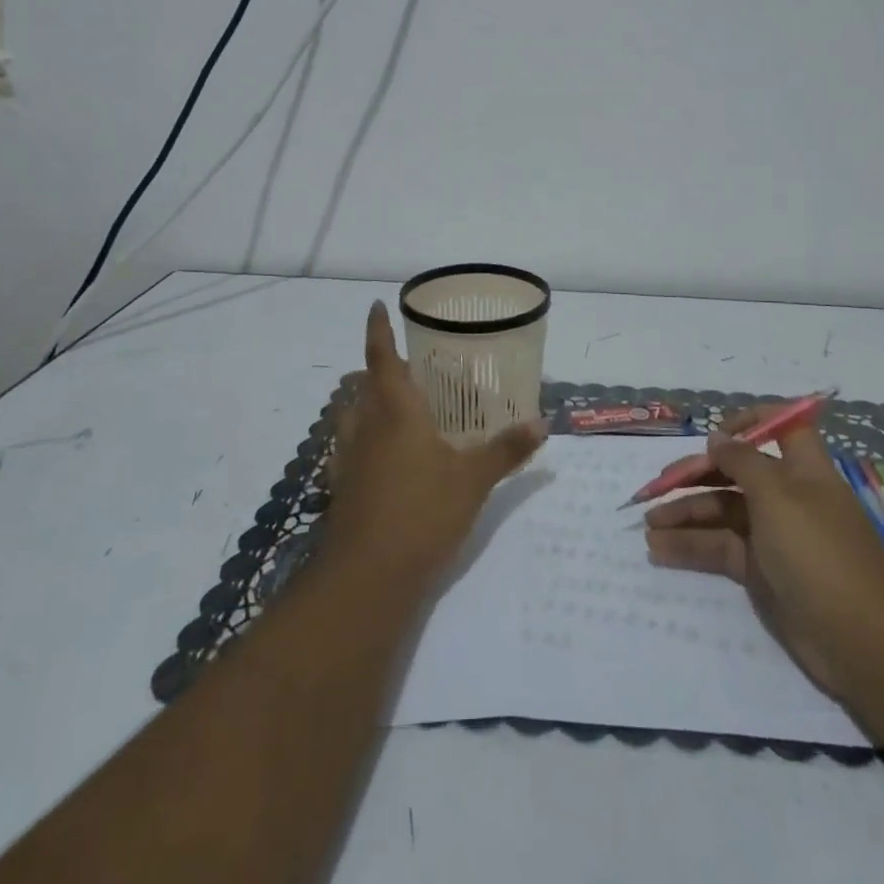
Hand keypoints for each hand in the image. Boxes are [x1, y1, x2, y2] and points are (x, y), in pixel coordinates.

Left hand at [321, 301, 544, 589]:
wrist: (366, 578)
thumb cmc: (422, 513)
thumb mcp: (473, 479)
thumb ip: (507, 449)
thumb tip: (543, 422)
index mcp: (395, 411)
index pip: (382, 357)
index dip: (378, 330)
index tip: (376, 306)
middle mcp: (365, 426)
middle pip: (363, 385)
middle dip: (378, 370)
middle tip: (407, 366)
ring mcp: (347, 459)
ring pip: (351, 416)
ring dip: (365, 403)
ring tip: (394, 406)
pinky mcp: (341, 488)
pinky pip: (348, 448)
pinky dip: (362, 440)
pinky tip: (382, 457)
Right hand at [643, 407, 883, 693]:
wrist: (861, 640)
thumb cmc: (819, 551)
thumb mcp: (778, 495)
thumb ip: (743, 461)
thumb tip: (719, 437)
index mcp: (801, 468)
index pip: (780, 427)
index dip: (748, 421)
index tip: (714, 433)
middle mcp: (787, 496)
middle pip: (736, 472)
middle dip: (697, 474)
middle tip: (656, 487)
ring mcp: (773, 536)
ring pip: (722, 512)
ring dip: (685, 514)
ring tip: (647, 523)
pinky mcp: (761, 573)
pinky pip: (720, 549)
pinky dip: (691, 547)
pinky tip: (659, 549)